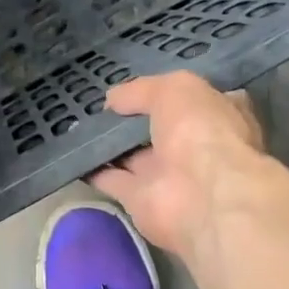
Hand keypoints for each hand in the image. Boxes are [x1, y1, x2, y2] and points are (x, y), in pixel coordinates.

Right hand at [89, 72, 267, 259]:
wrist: (204, 198)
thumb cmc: (201, 132)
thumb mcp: (174, 89)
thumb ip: (141, 90)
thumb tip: (113, 99)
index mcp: (217, 115)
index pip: (194, 100)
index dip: (168, 93)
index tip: (137, 88)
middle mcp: (195, 146)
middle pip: (159, 129)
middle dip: (133, 119)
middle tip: (99, 106)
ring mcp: (169, 176)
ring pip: (134, 155)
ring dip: (110, 144)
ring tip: (79, 125)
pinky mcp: (142, 200)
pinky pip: (113, 180)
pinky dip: (94, 169)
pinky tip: (72, 153)